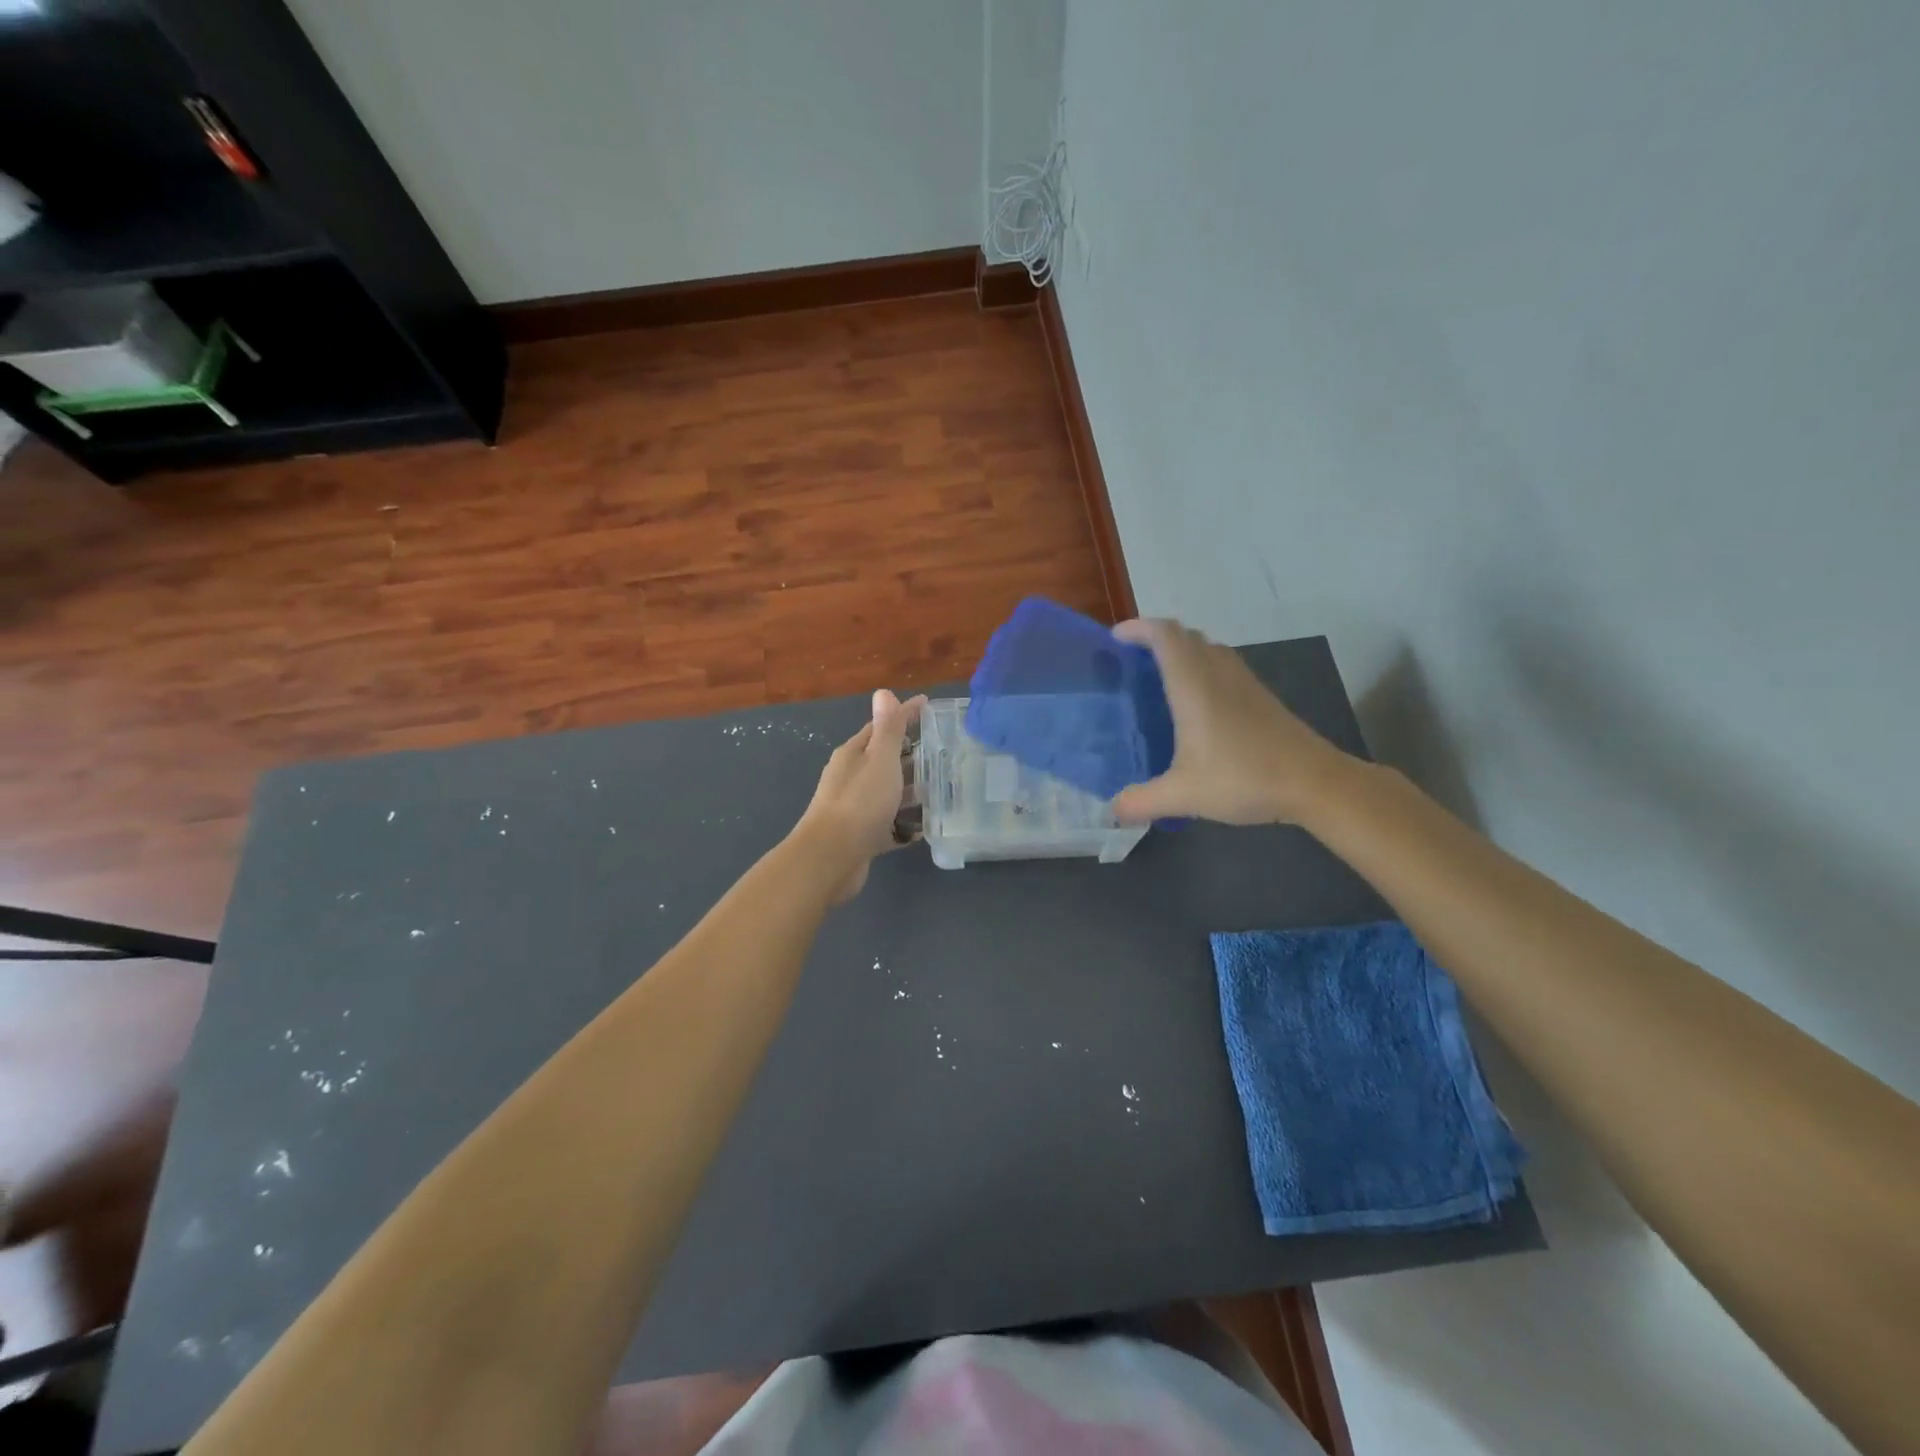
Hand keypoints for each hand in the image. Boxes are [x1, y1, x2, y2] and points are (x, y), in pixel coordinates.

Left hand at [794, 689, 926, 901]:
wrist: (831, 858)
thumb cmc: (859, 803)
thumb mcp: (879, 759)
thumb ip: (886, 729)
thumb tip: (883, 692)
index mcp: (853, 755)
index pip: (881, 727)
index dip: (904, 714)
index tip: (928, 706)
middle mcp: (851, 778)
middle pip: (884, 760)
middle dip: (911, 755)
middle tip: (944, 753)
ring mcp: (854, 808)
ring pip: (887, 793)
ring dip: (910, 790)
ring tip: (941, 790)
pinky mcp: (861, 836)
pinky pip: (888, 824)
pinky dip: (904, 823)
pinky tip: (924, 828)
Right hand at [1110, 619, 1351, 825]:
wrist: (1316, 783)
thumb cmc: (1245, 778)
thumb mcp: (1184, 795)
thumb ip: (1142, 801)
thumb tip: (1114, 810)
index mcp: (1194, 687)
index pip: (1165, 636)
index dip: (1139, 628)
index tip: (1116, 638)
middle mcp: (1219, 675)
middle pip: (1186, 636)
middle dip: (1157, 638)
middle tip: (1133, 660)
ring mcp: (1245, 684)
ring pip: (1209, 649)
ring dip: (1183, 651)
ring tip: (1160, 677)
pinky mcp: (1262, 698)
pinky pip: (1224, 667)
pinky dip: (1203, 669)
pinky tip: (1198, 705)